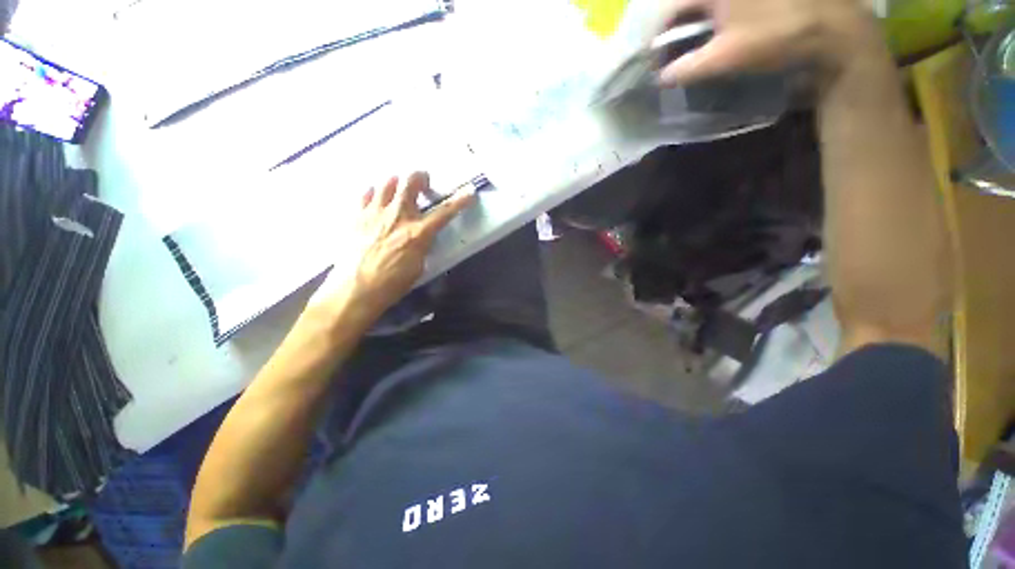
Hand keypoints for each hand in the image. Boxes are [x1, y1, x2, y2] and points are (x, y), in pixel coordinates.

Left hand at [312, 172, 475, 319]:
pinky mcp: (357, 216)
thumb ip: (422, 246)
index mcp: (418, 233)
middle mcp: (398, 216)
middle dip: (421, 177)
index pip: (445, 212)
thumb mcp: (419, 266)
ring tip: (399, 188)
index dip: (460, 201)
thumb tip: (422, 237)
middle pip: (411, 183)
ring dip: (397, 183)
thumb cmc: (392, 283)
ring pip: (387, 183)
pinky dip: (374, 193)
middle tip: (424, 183)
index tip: (470, 193)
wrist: (356, 290)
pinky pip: (366, 195)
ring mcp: (375, 213)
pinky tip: (377, 198)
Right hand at [655, 0, 875, 86]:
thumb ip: (685, 70)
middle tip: (668, 58)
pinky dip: (712, 20)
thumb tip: (659, 79)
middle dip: (673, 31)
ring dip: (692, 26)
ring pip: (703, 5)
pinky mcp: (752, 0)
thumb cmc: (774, 37)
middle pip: (685, 4)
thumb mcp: (724, 58)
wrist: (832, 29)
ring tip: (688, 50)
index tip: (652, 63)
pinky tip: (713, 36)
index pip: (669, 11)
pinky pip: (721, 6)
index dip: (656, 40)